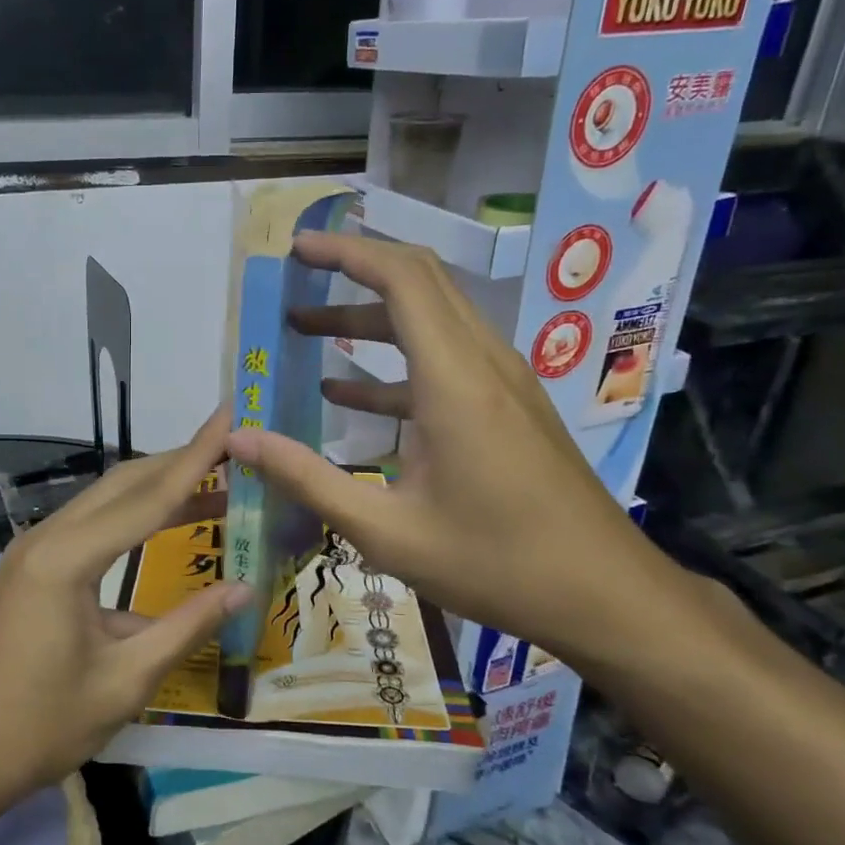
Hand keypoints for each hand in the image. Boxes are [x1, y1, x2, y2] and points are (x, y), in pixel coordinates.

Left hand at [0, 410, 251, 814]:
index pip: (148, 497)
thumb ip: (186, 626)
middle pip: (123, 484)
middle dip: (180, 462)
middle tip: (235, 449)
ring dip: (157, 489)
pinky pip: (90, 527)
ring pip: (105, 501)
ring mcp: (33, 551)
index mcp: (66, 559)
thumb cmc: (41, 727)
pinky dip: (132, 518)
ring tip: (216, 482)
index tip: (231, 416)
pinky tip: (163, 526)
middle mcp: (46, 539)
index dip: (197, 458)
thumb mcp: (125, 680)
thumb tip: (243, 587)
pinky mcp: (31, 569)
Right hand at [226, 233, 682, 668]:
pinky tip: (349, 394)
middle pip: (420, 284)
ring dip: (369, 319)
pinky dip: (394, 363)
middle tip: (295, 280)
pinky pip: (446, 360)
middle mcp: (483, 363)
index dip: (347, 251)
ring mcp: (503, 383)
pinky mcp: (509, 407)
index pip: (402, 279)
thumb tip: (239, 440)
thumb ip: (308, 478)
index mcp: (454, 380)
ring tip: (305, 332)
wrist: (604, 596)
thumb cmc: (494, 563)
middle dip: (353, 272)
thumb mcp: (386, 531)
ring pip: (433, 320)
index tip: (298, 248)